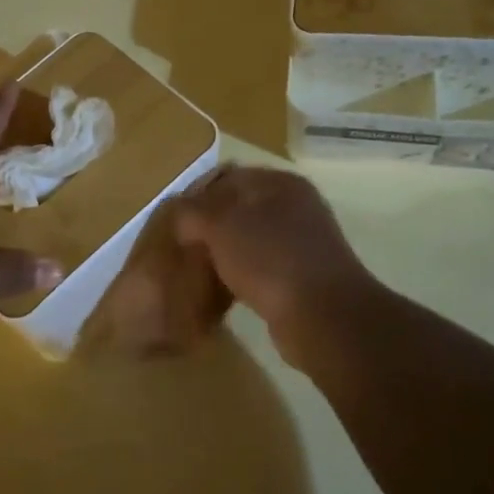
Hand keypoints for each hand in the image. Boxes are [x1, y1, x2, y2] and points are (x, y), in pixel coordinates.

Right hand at [173, 166, 380, 362]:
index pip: (227, 177)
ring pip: (247, 241)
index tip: (171, 220)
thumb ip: (192, 212)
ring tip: (194, 273)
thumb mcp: (220, 225)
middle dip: (207, 228)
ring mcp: (300, 244)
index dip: (196, 195)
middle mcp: (294, 207)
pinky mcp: (299, 278)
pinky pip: (258, 270)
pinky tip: (218, 294)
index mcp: (279, 183)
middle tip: (180, 248)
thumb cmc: (270, 258)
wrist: (322, 316)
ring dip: (221, 255)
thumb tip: (179, 214)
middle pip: (237, 210)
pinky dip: (237, 278)